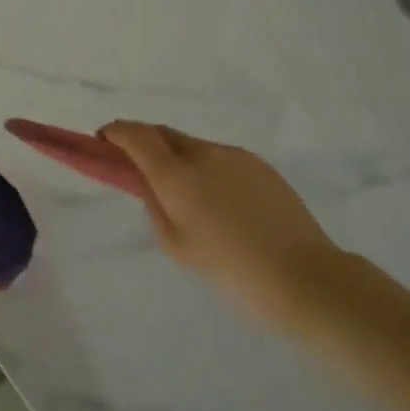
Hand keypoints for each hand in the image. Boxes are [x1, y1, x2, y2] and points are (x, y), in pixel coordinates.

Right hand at [101, 122, 343, 330]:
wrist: (305, 278)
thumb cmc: (232, 270)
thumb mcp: (178, 247)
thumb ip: (156, 208)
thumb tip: (153, 187)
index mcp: (177, 174)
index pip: (136, 136)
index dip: (116, 132)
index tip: (103, 138)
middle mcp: (204, 154)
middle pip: (164, 134)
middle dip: (143, 141)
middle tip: (135, 165)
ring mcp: (236, 156)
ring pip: (194, 146)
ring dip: (177, 157)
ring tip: (184, 194)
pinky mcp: (261, 166)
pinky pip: (221, 158)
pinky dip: (206, 168)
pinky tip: (219, 202)